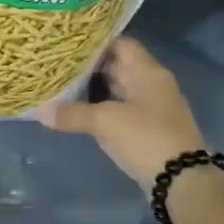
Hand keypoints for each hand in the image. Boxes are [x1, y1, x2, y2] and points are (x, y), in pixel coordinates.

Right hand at [34, 37, 208, 189]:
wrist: (182, 181)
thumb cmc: (146, 138)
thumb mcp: (105, 122)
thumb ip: (72, 114)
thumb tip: (41, 112)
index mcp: (147, 72)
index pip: (120, 44)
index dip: (95, 42)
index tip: (68, 43)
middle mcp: (151, 84)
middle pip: (117, 66)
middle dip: (89, 66)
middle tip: (57, 63)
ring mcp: (150, 107)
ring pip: (117, 89)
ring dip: (93, 88)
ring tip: (62, 84)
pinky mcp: (147, 128)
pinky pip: (119, 109)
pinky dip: (100, 108)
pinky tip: (78, 110)